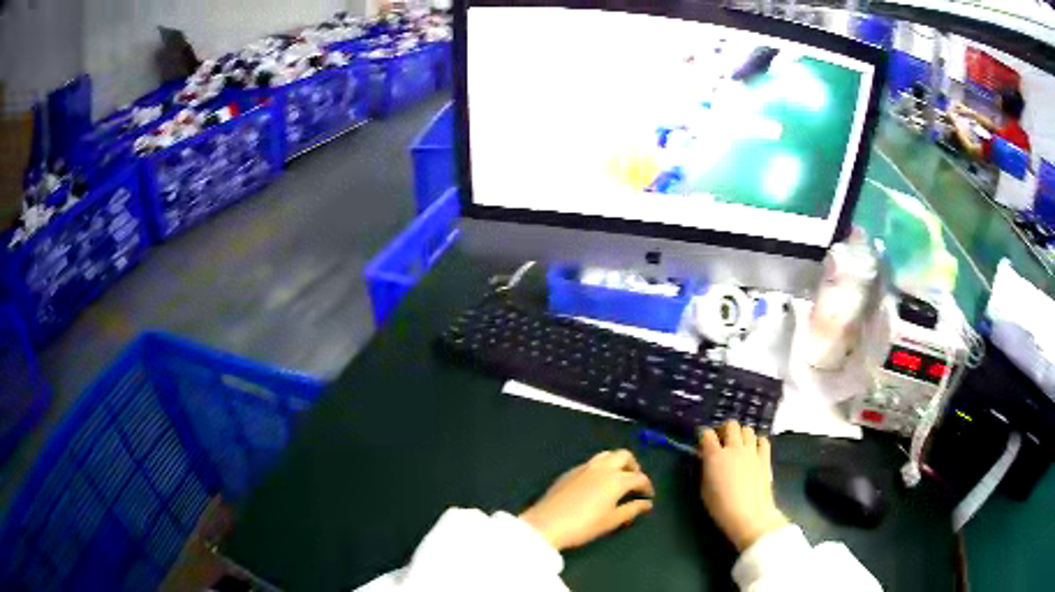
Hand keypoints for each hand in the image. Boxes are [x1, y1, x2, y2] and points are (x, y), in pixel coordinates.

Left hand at [520, 450, 654, 550]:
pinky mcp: (569, 472)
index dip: (647, 486)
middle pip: (624, 456)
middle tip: (635, 481)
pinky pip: (591, 462)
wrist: (546, 524)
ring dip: (616, 462)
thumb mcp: (611, 521)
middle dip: (633, 466)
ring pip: (606, 455)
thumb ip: (632, 509)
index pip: (639, 477)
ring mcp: (584, 467)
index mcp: (616, 479)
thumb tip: (647, 504)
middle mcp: (602, 468)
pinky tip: (597, 482)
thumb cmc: (583, 526)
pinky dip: (601, 467)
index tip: (648, 496)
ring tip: (617, 478)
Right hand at [698, 421, 788, 551]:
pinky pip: (763, 440)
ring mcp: (751, 451)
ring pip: (747, 429)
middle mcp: (733, 448)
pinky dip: (757, 442)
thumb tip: (708, 461)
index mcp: (714, 456)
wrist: (749, 515)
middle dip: (724, 429)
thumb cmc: (721, 507)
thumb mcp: (704, 489)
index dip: (703, 435)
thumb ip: (706, 470)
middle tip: (722, 440)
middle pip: (730, 425)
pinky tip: (754, 451)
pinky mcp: (765, 457)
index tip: (702, 442)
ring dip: (741, 434)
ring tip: (738, 445)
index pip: (707, 434)